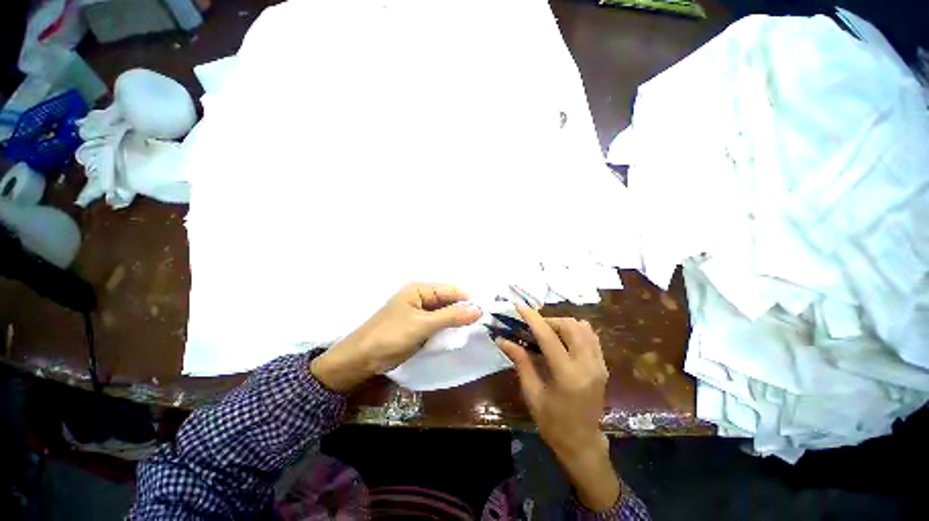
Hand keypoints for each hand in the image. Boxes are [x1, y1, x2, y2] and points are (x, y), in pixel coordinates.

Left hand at [310, 283, 481, 391]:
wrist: (361, 360)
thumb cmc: (390, 336)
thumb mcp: (422, 325)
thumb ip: (451, 316)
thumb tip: (478, 309)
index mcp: (420, 289)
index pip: (451, 289)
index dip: (469, 299)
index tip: (485, 311)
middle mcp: (421, 297)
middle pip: (449, 300)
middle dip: (464, 310)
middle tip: (482, 323)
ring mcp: (420, 312)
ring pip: (445, 313)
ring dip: (457, 321)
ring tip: (473, 330)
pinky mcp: (419, 326)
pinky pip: (439, 324)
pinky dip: (448, 329)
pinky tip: (457, 336)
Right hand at [497, 304, 619, 511]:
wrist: (582, 442)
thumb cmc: (552, 422)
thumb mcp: (532, 393)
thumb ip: (520, 361)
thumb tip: (502, 340)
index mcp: (568, 375)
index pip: (548, 337)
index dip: (532, 318)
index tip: (519, 305)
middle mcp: (588, 365)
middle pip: (569, 326)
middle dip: (548, 321)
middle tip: (533, 328)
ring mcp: (599, 364)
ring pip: (582, 327)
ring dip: (562, 324)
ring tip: (547, 332)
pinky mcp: (603, 365)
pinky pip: (591, 336)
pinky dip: (576, 329)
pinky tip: (563, 337)